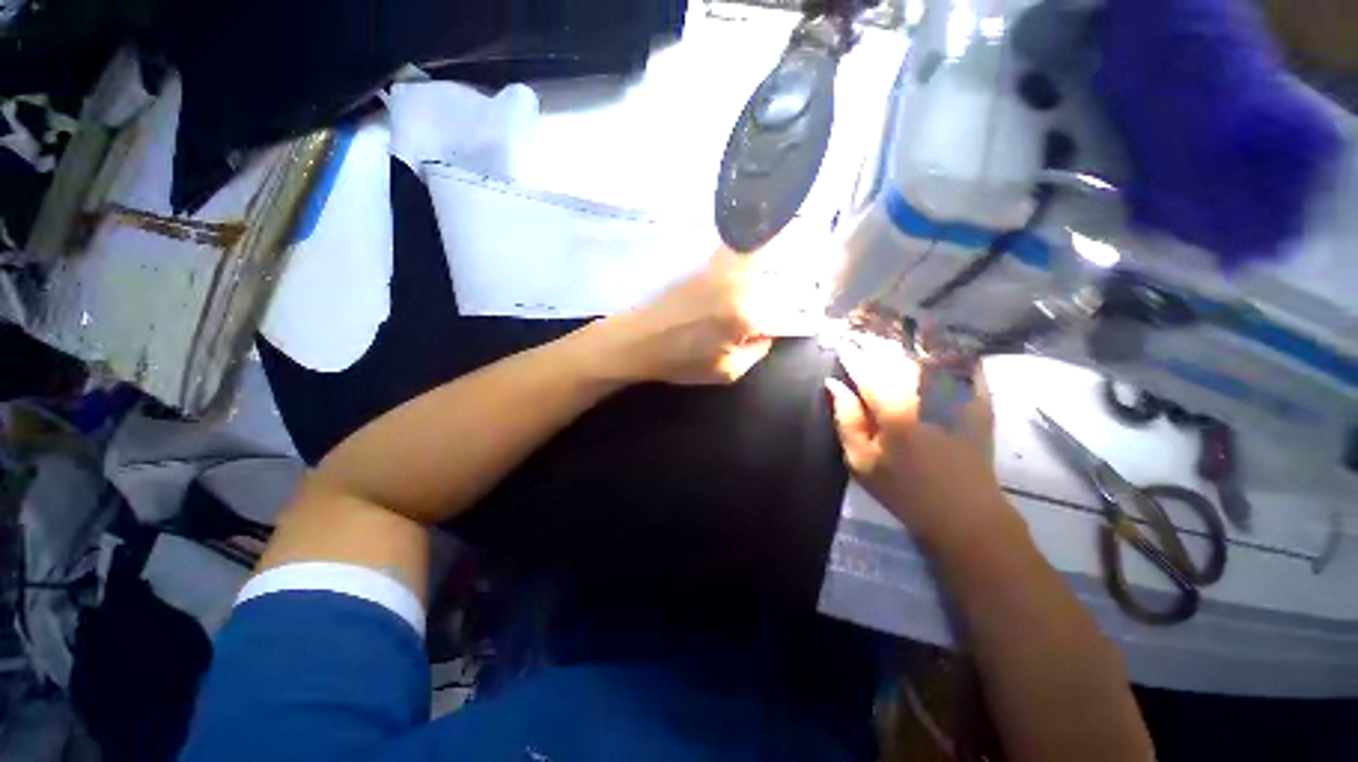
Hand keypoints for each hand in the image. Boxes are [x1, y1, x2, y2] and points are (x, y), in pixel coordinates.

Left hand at [603, 249, 788, 384]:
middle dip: (792, 282)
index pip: (788, 309)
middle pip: (780, 276)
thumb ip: (757, 351)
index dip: (798, 312)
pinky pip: (739, 249)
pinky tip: (761, 242)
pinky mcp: (706, 263)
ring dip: (779, 254)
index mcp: (747, 315)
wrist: (638, 339)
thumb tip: (769, 331)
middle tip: (802, 287)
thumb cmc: (680, 361)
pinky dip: (753, 244)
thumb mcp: (726, 372)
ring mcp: (722, 268)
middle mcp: (739, 284)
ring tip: (791, 255)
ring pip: (763, 255)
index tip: (804, 312)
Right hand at [824, 333, 1013, 552]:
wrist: (965, 513)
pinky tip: (936, 347)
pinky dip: (947, 352)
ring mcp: (956, 393)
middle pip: (894, 358)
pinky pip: (962, 363)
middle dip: (875, 347)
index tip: (841, 344)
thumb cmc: (904, 490)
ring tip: (891, 341)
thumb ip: (846, 418)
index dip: (850, 356)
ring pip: (925, 356)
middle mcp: (925, 392)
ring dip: (905, 347)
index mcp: (893, 408)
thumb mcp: (861, 461)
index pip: (865, 371)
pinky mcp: (978, 399)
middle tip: (861, 340)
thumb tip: (834, 384)